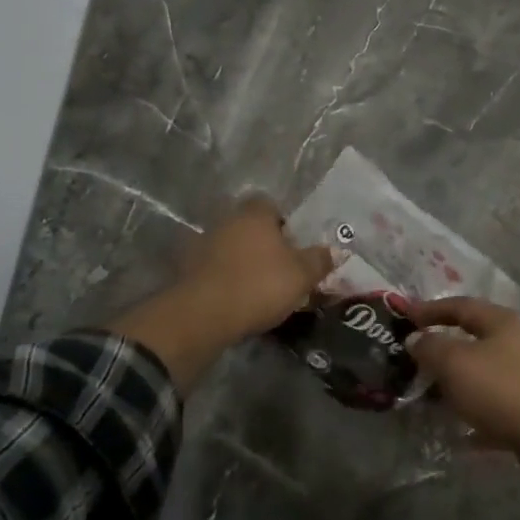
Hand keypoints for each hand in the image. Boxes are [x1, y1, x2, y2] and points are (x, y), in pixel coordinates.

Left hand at [111, 196, 333, 394]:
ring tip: (257, 287)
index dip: (283, 222)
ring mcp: (202, 244)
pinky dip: (223, 278)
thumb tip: (333, 251)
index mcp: (254, 215)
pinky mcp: (186, 269)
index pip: (270, 205)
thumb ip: (319, 260)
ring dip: (241, 261)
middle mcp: (226, 221)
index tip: (293, 245)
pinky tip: (235, 298)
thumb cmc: (259, 285)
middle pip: (249, 226)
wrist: (204, 315)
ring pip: (230, 247)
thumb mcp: (302, 275)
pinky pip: (213, 268)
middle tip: (279, 268)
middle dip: (263, 243)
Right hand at [405, 298, 519, 456]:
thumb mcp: (455, 362)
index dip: (431, 309)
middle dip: (444, 347)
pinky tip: (458, 431)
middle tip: (416, 357)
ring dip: (457, 381)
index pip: (461, 305)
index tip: (405, 317)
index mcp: (501, 321)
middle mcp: (518, 342)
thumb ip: (431, 347)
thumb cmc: (501, 389)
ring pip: (483, 371)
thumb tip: (416, 339)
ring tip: (432, 395)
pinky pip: (494, 403)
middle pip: (474, 337)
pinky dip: (474, 410)